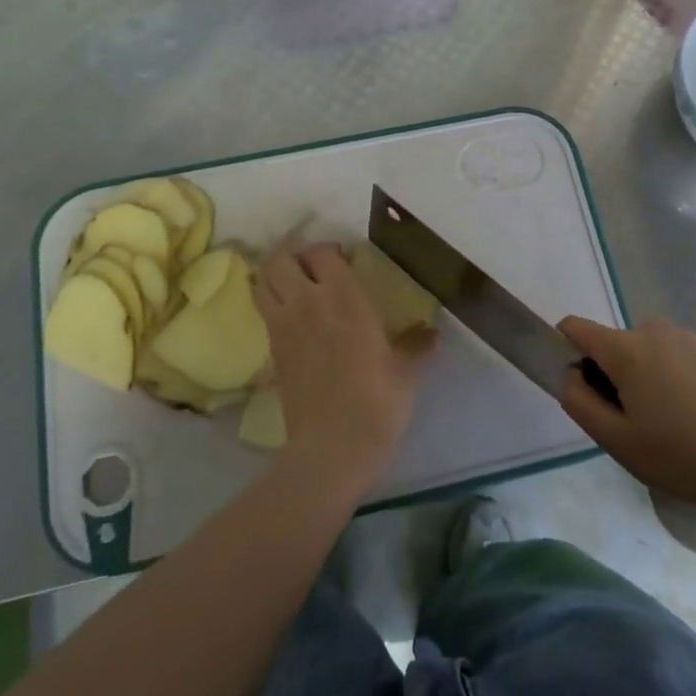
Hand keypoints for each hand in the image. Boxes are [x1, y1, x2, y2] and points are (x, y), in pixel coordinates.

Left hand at [255, 241, 436, 486]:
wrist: (332, 446)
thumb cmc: (376, 401)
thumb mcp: (405, 371)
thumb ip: (417, 344)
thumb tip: (433, 333)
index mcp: (344, 297)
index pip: (323, 252)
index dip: (330, 249)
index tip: (345, 258)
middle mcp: (308, 302)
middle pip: (281, 258)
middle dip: (293, 253)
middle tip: (312, 264)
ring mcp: (283, 325)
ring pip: (262, 280)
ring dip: (274, 273)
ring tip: (293, 281)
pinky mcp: (272, 350)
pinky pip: (263, 310)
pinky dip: (270, 301)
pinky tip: (291, 314)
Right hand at [557, 317, 695, 506]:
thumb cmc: (676, 454)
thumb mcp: (614, 438)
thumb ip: (578, 400)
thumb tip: (571, 374)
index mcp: (626, 348)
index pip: (577, 328)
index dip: (566, 350)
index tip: (579, 386)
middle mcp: (654, 330)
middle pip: (614, 344)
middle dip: (611, 374)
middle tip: (629, 421)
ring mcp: (688, 338)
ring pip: (645, 352)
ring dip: (642, 376)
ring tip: (665, 422)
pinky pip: (675, 357)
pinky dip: (671, 378)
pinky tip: (692, 416)